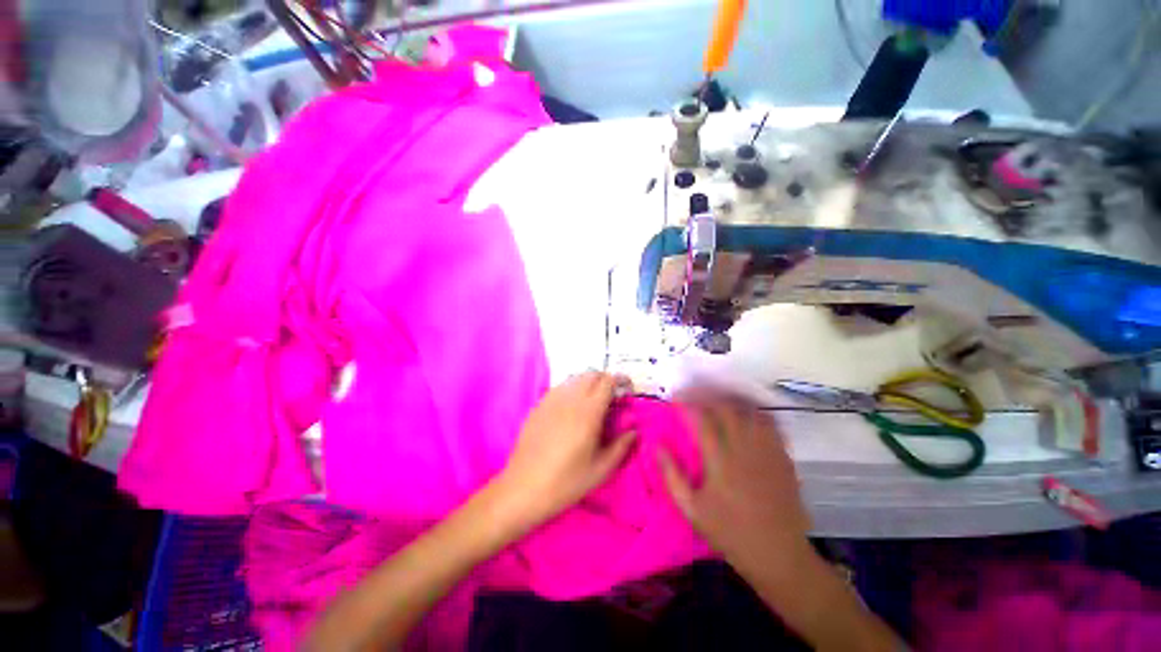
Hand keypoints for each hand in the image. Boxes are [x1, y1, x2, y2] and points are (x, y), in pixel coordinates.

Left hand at [496, 371, 636, 526]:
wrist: (524, 488)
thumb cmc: (566, 482)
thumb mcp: (601, 469)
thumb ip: (621, 446)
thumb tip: (634, 430)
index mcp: (588, 412)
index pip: (607, 381)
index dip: (620, 381)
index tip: (626, 389)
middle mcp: (570, 399)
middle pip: (591, 374)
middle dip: (605, 380)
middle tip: (611, 396)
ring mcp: (551, 399)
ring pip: (574, 378)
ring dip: (588, 383)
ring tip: (592, 401)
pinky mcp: (539, 405)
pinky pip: (559, 387)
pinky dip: (571, 389)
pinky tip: (571, 408)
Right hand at [657, 393, 811, 571]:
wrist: (778, 554)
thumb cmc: (729, 533)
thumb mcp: (691, 509)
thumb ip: (672, 475)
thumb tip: (657, 446)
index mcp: (720, 461)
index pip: (701, 419)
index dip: (687, 403)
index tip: (675, 397)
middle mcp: (744, 449)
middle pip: (726, 408)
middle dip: (707, 395)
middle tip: (694, 393)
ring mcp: (767, 451)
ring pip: (749, 411)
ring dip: (730, 400)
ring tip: (717, 397)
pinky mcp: (783, 457)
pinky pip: (770, 424)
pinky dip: (754, 412)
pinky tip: (746, 413)